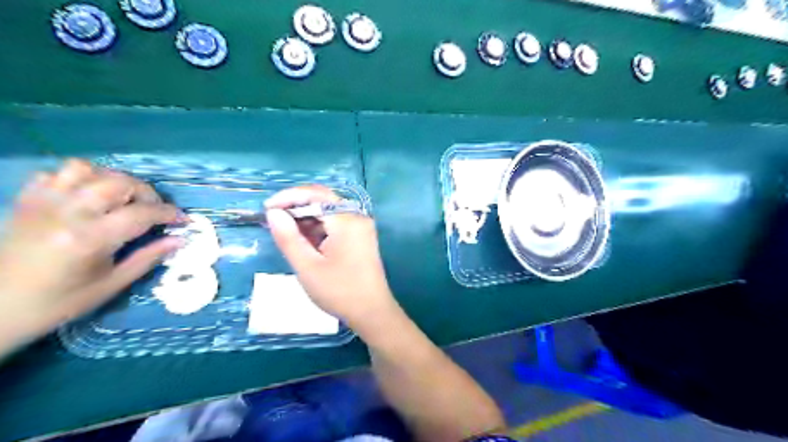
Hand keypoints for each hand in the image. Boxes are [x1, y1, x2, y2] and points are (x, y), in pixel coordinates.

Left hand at [0, 158, 180, 347]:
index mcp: (91, 238)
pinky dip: (79, 179)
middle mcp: (68, 213)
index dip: (169, 214)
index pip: (143, 213)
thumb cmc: (60, 302)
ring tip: (122, 199)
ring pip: (87, 169)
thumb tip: (180, 240)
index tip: (183, 220)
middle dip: (147, 193)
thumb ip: (149, 257)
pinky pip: (56, 173)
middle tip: (154, 210)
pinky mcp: (27, 200)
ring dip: (113, 180)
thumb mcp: (112, 284)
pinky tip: (88, 197)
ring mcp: (43, 202)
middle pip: (120, 183)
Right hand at [266, 183, 400, 331]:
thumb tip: (273, 212)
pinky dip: (318, 229)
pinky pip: (336, 225)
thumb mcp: (307, 266)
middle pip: (323, 201)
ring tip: (286, 235)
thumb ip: (288, 237)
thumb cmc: (339, 291)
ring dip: (306, 220)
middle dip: (296, 209)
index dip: (288, 197)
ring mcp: (361, 227)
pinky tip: (305, 243)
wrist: (372, 313)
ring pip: (328, 213)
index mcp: (347, 220)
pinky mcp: (360, 237)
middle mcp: (357, 217)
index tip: (266, 209)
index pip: (315, 194)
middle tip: (273, 223)